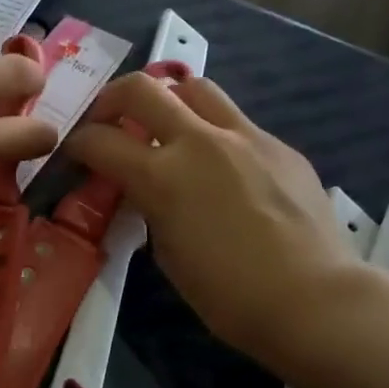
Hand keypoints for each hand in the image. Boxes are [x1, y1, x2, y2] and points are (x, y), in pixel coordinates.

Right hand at [64, 74, 366, 367]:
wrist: (313, 300)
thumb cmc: (229, 296)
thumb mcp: (169, 255)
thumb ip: (150, 210)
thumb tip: (147, 191)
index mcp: (163, 176)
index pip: (101, 140)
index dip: (78, 144)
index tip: (75, 153)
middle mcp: (200, 141)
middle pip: (143, 88)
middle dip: (113, 99)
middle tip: (109, 121)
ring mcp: (246, 137)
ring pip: (196, 88)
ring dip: (170, 102)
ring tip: (168, 130)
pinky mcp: (279, 145)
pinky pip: (237, 122)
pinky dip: (215, 133)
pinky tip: (224, 168)